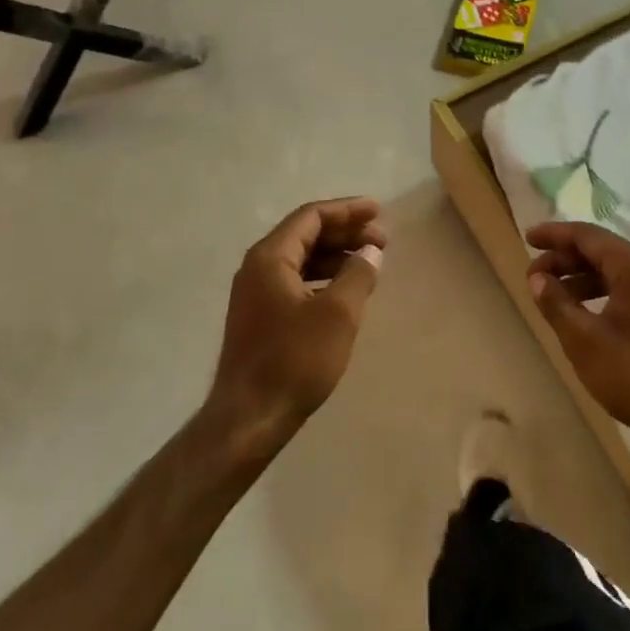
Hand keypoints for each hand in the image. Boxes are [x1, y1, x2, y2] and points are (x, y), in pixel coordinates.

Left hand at [207, 198, 386, 446]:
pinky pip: (296, 281)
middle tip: (382, 239)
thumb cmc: (294, 360)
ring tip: (369, 263)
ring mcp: (255, 294)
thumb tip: (370, 251)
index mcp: (270, 257)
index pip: (311, 216)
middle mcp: (258, 267)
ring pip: (301, 259)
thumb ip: (358, 274)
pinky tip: (345, 291)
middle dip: (345, 232)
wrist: (248, 420)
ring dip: (336, 255)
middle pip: (306, 234)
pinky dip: (323, 277)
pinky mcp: (260, 317)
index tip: (379, 212)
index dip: (347, 210)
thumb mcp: (338, 314)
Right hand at [525, 222, 629, 457]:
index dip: (555, 235)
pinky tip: (578, 311)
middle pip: (601, 250)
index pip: (588, 236)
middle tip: (533, 275)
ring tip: (550, 294)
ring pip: (612, 270)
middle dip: (564, 258)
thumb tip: (537, 278)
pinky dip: (597, 291)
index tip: (528, 238)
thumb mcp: (583, 339)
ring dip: (579, 277)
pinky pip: (624, 287)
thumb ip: (556, 303)